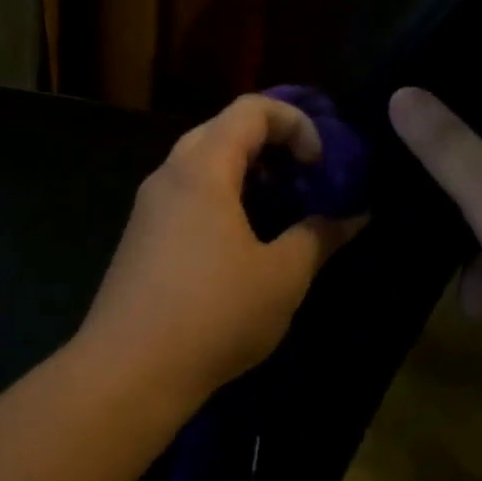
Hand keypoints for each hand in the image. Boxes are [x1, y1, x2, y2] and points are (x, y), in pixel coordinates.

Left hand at [78, 95, 362, 405]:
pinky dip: (221, 200)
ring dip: (246, 176)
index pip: (250, 109)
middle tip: (304, 181)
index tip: (320, 163)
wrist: (128, 370)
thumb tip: (353, 214)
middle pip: (223, 131)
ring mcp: (148, 207)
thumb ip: (319, 236)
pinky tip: (242, 244)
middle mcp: (168, 175)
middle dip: (271, 147)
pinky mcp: (140, 237)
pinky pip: (186, 196)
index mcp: (202, 169)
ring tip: (280, 213)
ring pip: (201, 165)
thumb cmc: (213, 314)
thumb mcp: (282, 277)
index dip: (296, 122)